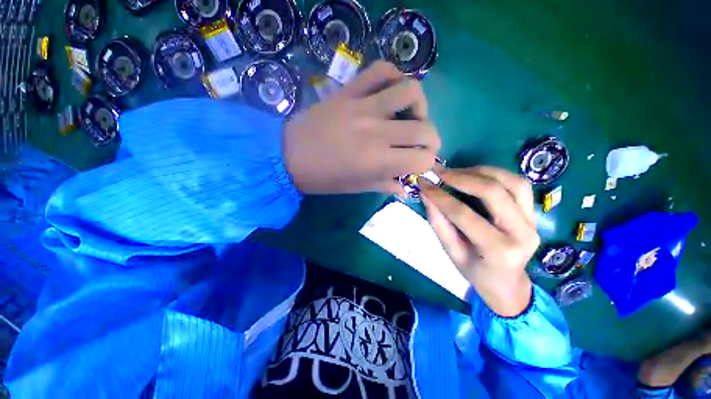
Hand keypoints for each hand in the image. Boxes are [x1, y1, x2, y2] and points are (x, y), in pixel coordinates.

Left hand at [283, 61, 440, 193]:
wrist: (289, 155)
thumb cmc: (324, 178)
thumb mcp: (357, 187)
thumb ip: (385, 185)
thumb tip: (405, 187)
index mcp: (378, 161)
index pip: (422, 159)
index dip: (427, 163)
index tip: (420, 164)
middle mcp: (377, 132)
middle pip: (424, 129)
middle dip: (432, 140)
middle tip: (423, 145)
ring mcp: (363, 106)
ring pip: (410, 91)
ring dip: (420, 106)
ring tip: (411, 116)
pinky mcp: (350, 91)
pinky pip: (380, 70)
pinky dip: (394, 76)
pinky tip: (392, 92)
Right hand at [421, 167, 539, 316]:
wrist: (508, 284)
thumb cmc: (475, 272)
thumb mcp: (451, 252)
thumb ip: (438, 223)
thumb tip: (426, 194)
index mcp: (498, 250)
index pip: (463, 214)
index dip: (440, 196)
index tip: (423, 183)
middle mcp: (522, 233)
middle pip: (493, 192)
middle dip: (461, 178)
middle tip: (439, 173)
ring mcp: (533, 221)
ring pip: (512, 182)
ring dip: (480, 172)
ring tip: (456, 172)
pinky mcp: (534, 214)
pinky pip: (519, 185)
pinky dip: (495, 175)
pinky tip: (475, 175)